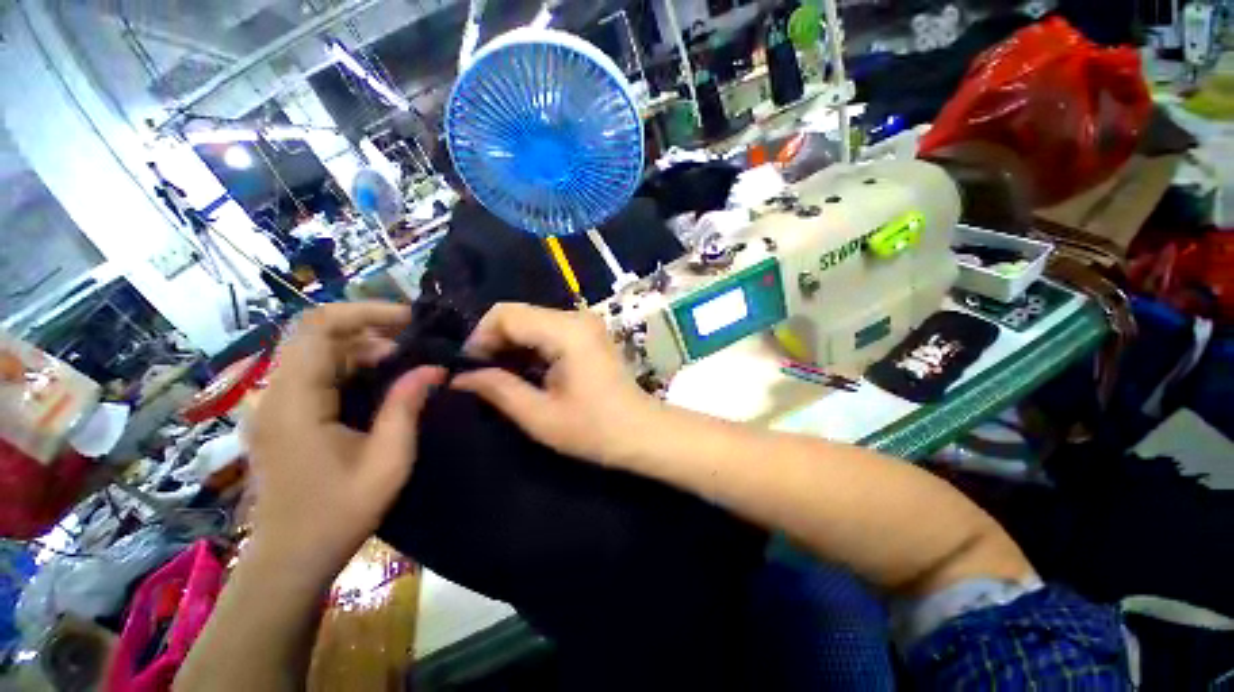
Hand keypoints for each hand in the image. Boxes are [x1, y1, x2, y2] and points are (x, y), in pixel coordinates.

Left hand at [246, 303, 445, 575]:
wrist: (289, 560)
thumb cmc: (338, 513)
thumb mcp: (387, 460)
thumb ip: (406, 406)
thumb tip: (433, 367)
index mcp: (295, 401)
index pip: (319, 328)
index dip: (365, 311)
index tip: (409, 320)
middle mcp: (274, 394)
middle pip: (316, 335)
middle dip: (369, 330)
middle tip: (414, 347)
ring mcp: (272, 405)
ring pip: (315, 353)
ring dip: (361, 349)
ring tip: (402, 366)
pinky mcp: (278, 417)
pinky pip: (312, 374)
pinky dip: (348, 368)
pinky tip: (376, 385)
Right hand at [451, 303, 659, 465]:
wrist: (641, 431)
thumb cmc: (595, 429)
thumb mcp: (540, 416)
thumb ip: (498, 390)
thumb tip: (460, 377)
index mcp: (567, 331)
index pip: (506, 314)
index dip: (479, 337)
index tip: (468, 368)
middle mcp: (577, 317)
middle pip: (518, 314)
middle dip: (493, 341)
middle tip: (480, 376)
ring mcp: (585, 323)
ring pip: (531, 321)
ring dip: (511, 345)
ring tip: (499, 377)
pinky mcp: (588, 333)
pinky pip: (548, 330)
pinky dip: (530, 347)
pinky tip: (524, 371)